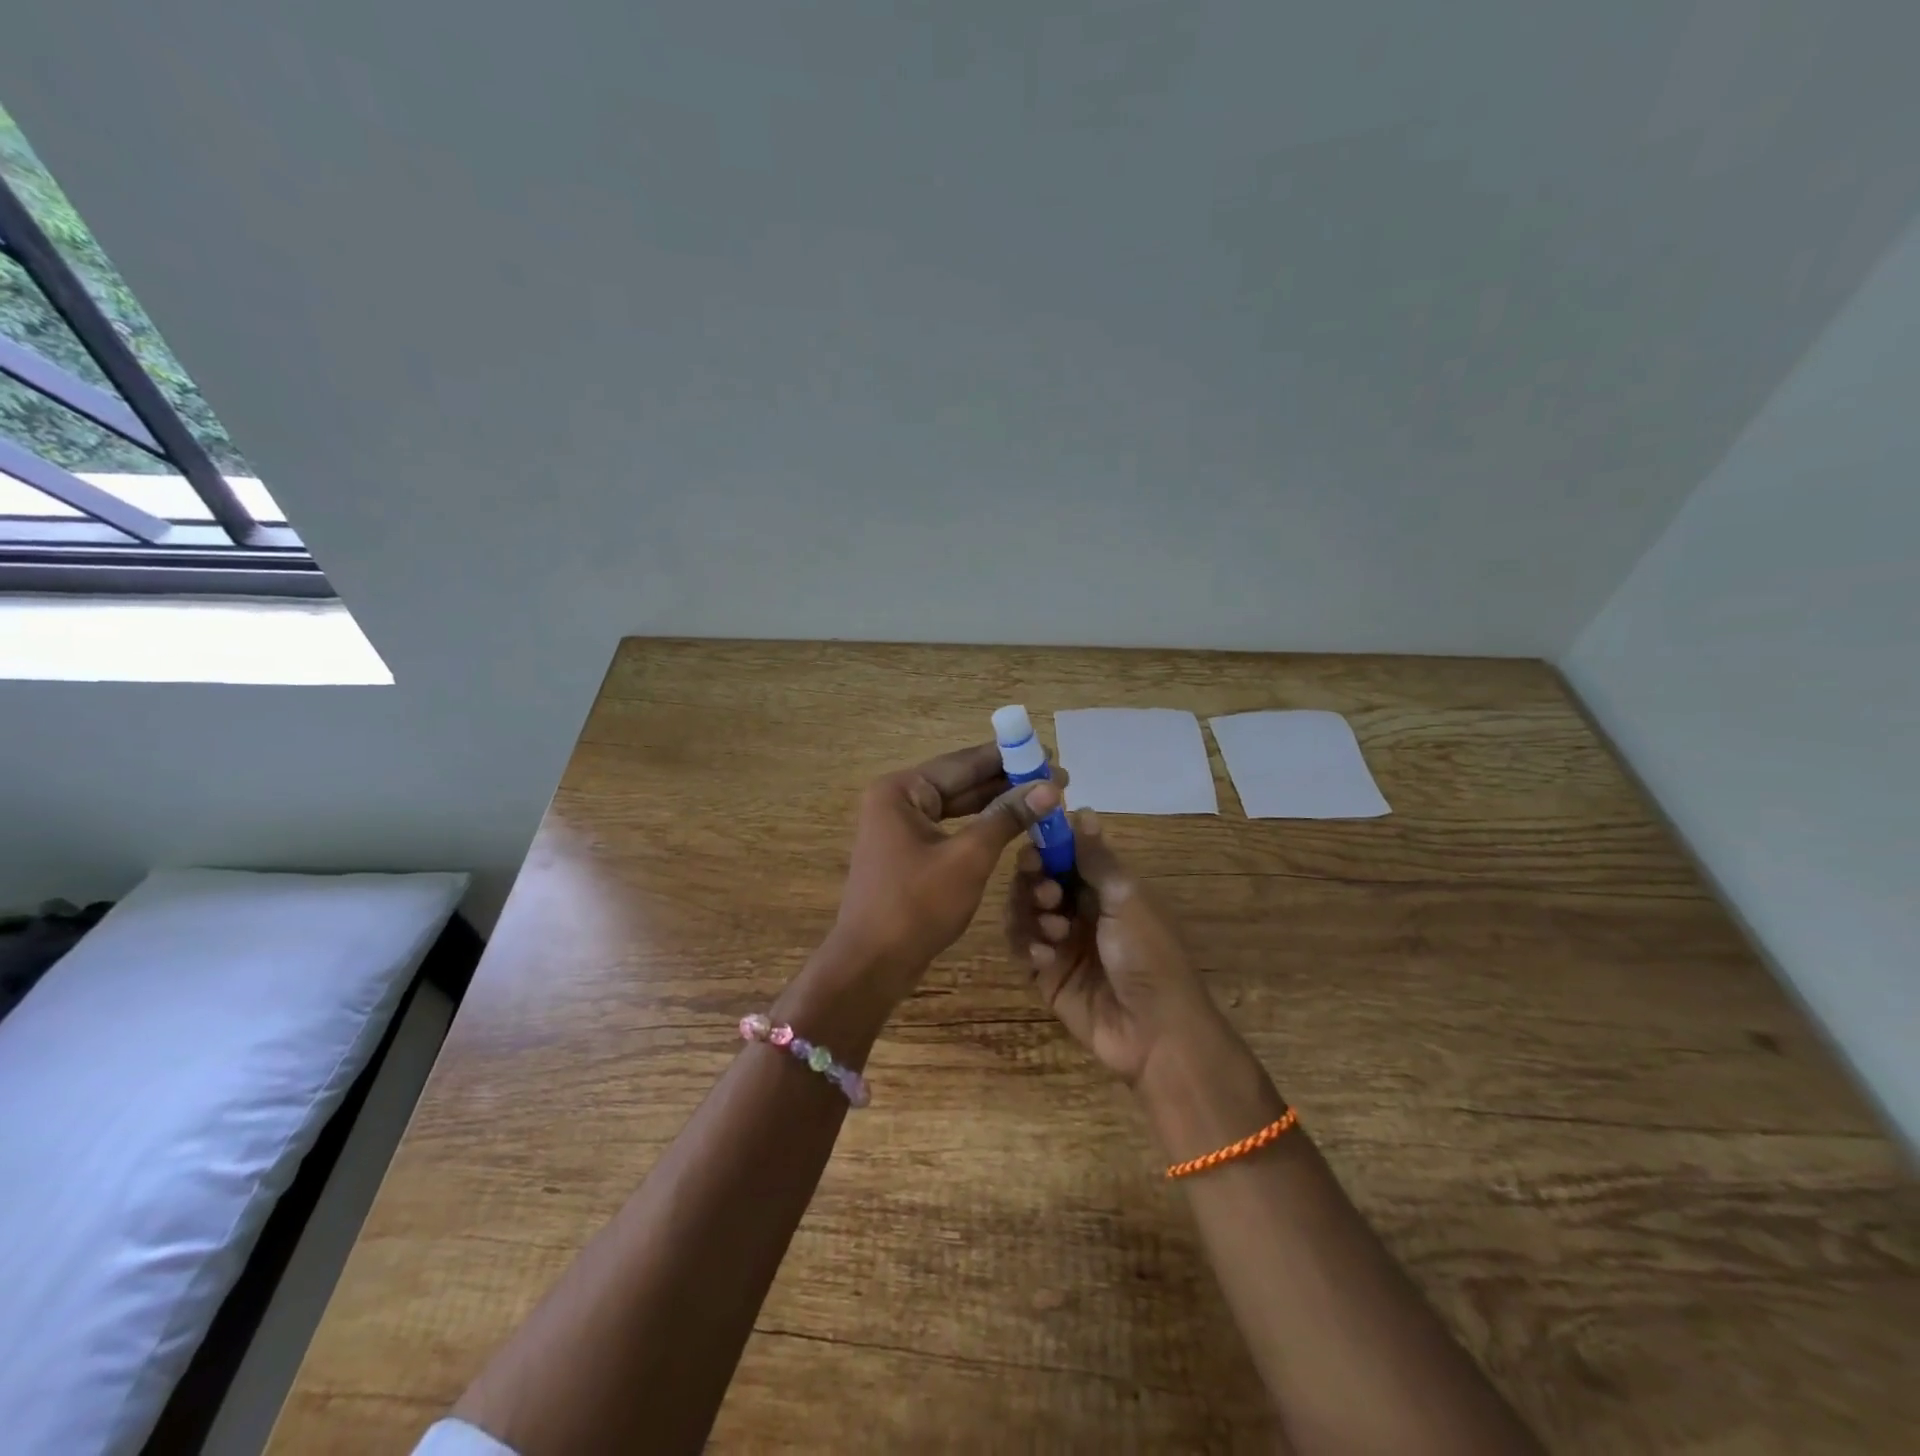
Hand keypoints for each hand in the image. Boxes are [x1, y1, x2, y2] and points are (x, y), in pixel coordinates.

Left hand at [827, 742, 1059, 1003]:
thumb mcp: (968, 858)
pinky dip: (981, 826)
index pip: (963, 762)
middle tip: (1056, 777)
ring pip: (958, 806)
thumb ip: (1007, 817)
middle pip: (960, 781)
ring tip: (1042, 797)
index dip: (1008, 758)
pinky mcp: (908, 852)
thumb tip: (1050, 788)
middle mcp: (897, 800)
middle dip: (1007, 780)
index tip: (1048, 753)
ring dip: (997, 803)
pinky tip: (1012, 824)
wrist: (872, 965)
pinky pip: (951, 828)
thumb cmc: (917, 906)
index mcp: (902, 790)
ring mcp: (900, 827)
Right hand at [1005, 809, 1227, 1085]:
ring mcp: (1060, 942)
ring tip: (1053, 931)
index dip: (1046, 846)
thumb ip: (1096, 858)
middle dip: (1034, 880)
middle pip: (1036, 879)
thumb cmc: (1148, 954)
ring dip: (1030, 913)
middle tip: (1047, 892)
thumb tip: (1082, 809)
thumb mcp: (1127, 898)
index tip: (1034, 845)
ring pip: (1022, 910)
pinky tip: (1045, 958)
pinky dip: (1027, 946)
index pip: (1063, 854)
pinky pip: (1020, 947)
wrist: (1154, 1031)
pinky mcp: (1045, 973)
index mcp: (1104, 887)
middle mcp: (1079, 909)